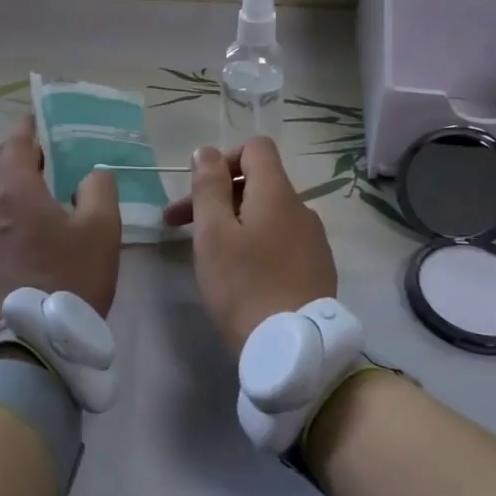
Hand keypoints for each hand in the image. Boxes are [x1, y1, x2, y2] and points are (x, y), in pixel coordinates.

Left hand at [0, 114, 121, 346]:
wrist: (29, 349)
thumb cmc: (69, 279)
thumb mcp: (101, 231)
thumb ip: (99, 190)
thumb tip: (90, 174)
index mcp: (15, 193)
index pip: (15, 145)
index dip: (27, 128)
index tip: (37, 117)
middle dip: (19, 160)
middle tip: (45, 160)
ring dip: (11, 196)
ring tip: (38, 203)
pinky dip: (5, 228)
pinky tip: (24, 247)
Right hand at [163, 137, 336, 358]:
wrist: (293, 348)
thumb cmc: (244, 285)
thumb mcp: (213, 233)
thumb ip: (209, 186)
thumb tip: (206, 151)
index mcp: (277, 193)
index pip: (255, 147)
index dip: (223, 159)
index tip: (199, 189)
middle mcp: (301, 207)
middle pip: (257, 182)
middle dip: (217, 195)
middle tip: (178, 225)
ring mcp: (313, 238)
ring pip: (267, 213)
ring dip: (234, 220)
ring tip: (208, 252)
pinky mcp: (317, 266)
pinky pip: (281, 238)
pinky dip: (256, 242)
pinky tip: (240, 273)